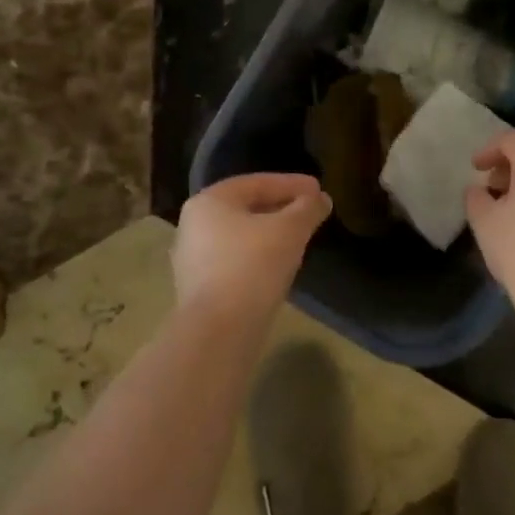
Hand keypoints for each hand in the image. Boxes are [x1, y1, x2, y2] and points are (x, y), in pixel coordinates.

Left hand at [174, 174, 330, 321]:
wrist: (220, 331)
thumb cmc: (253, 266)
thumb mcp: (290, 230)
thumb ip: (307, 209)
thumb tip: (321, 199)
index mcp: (209, 201)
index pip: (256, 183)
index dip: (291, 184)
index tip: (318, 189)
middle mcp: (193, 225)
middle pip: (246, 208)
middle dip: (281, 207)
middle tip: (310, 211)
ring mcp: (193, 259)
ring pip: (240, 236)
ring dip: (270, 233)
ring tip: (299, 238)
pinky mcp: (200, 288)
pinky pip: (235, 261)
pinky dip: (259, 256)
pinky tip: (280, 265)